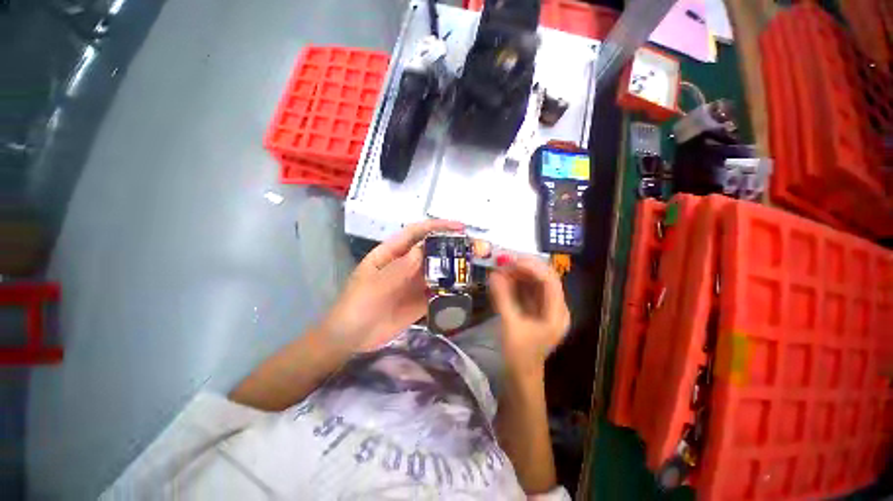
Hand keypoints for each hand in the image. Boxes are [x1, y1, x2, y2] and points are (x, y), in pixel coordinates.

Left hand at [319, 219, 463, 352]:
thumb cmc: (356, 306)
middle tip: (477, 247)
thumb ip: (398, 269)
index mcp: (391, 254)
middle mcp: (406, 264)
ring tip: (477, 264)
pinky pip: (438, 290)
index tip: (459, 227)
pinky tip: (466, 287)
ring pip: (438, 269)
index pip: (415, 233)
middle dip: (453, 246)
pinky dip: (452, 288)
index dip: (436, 227)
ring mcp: (415, 282)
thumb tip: (421, 250)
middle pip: (431, 250)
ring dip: (456, 266)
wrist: (352, 340)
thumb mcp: (374, 286)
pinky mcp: (421, 300)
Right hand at [489, 256, 569, 375]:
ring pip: (535, 282)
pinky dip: (516, 283)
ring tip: (500, 270)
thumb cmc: (519, 355)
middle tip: (503, 263)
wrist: (521, 377)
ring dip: (518, 274)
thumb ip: (503, 298)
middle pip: (544, 278)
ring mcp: (546, 308)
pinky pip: (528, 290)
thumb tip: (494, 274)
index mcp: (557, 313)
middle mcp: (555, 307)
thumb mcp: (510, 325)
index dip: (532, 267)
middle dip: (524, 268)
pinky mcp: (536, 310)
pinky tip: (503, 279)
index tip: (511, 260)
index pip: (549, 280)